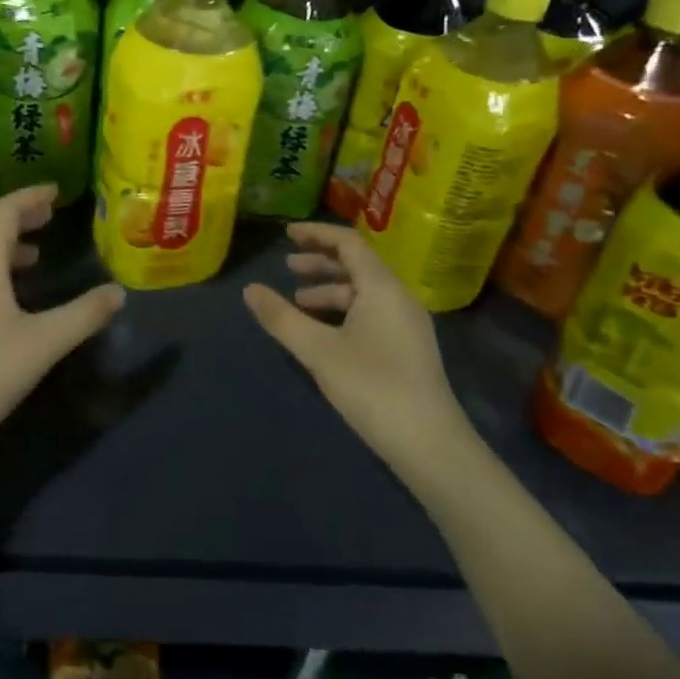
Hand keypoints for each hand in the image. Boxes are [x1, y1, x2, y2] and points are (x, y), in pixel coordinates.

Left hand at [0, 185, 125, 509]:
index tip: (55, 192)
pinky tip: (9, 293)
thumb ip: (83, 314)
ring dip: (4, 243)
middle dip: (19, 216)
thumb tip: (118, 292)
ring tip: (35, 252)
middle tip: (50, 216)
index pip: (5, 211)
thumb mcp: (44, 344)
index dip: (30, 197)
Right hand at [243, 222, 474, 482]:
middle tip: (287, 267)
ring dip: (329, 290)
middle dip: (320, 262)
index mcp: (381, 287)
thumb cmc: (372, 386)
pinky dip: (343, 311)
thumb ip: (281, 317)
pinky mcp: (408, 347)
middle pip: (357, 265)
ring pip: (363, 292)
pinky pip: (371, 312)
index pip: (348, 243)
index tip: (287, 234)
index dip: (316, 234)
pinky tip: (324, 332)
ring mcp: (407, 323)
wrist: (430, 444)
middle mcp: (398, 297)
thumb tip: (250, 290)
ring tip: (298, 302)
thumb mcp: (318, 350)